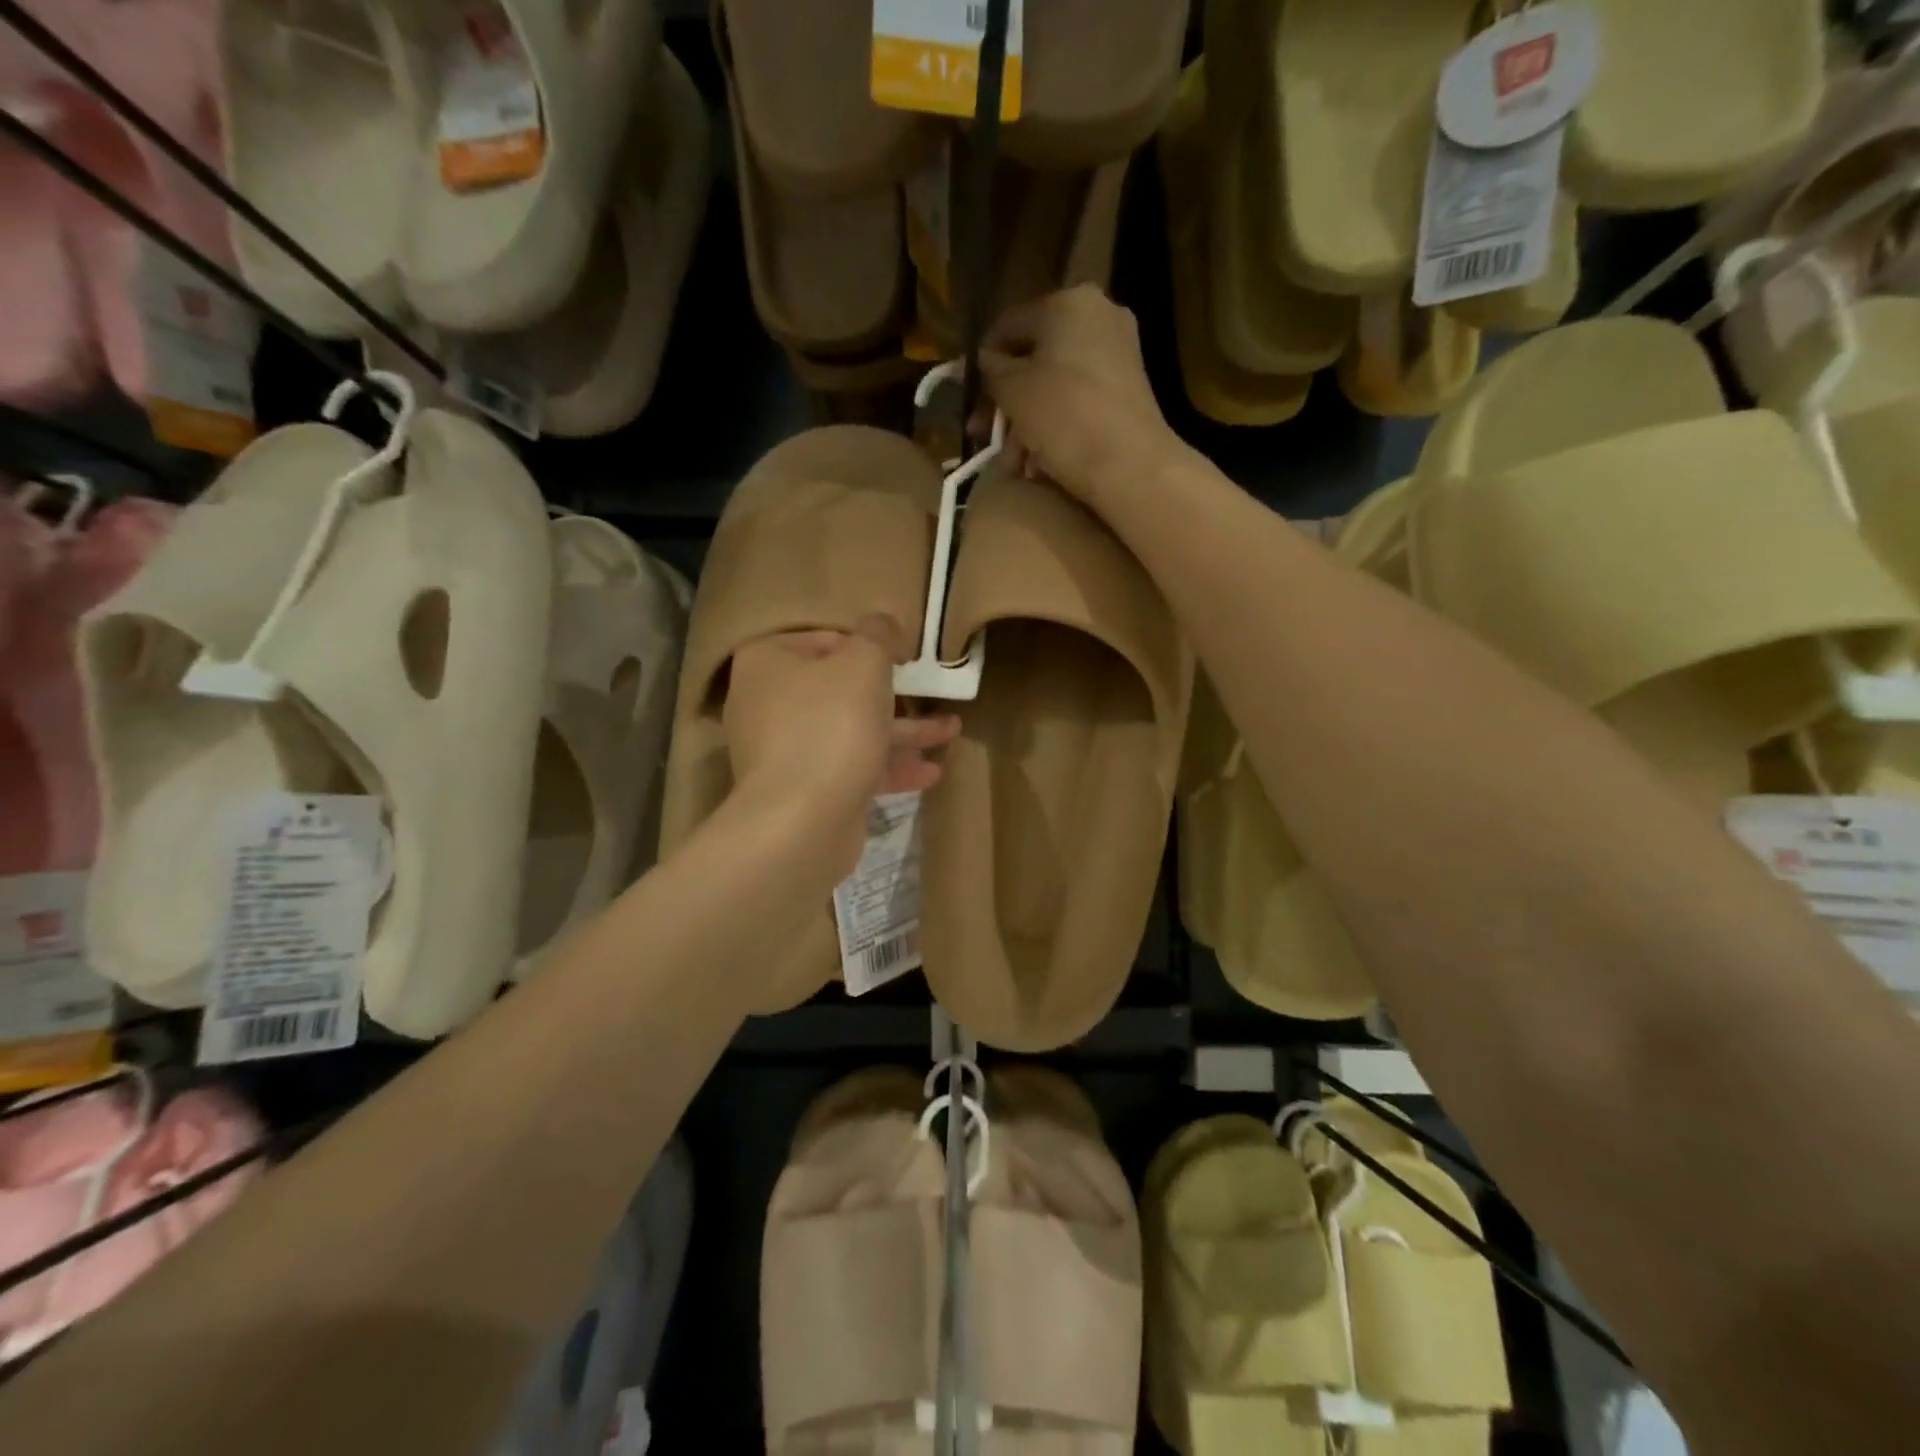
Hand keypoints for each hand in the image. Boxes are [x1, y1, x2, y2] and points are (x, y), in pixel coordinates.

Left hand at [723, 616, 959, 877]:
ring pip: (850, 730)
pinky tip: (930, 773)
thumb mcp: (864, 663)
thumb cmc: (831, 725)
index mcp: (767, 663)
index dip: (866, 644)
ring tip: (950, 730)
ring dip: (901, 732)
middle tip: (928, 690)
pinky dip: (887, 767)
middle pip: (838, 688)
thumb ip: (877, 634)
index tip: (902, 656)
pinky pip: (850, 767)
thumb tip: (882, 624)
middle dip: (891, 693)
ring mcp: (783, 751)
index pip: (822, 639)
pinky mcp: (804, 790)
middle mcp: (767, 703)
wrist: (802, 820)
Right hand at [978, 285, 1184, 506]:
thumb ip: (991, 370)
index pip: (1008, 325)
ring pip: (1054, 386)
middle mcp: (1098, 317)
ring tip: (1013, 463)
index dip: (981, 362)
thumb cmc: (1064, 416)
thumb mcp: (1013, 391)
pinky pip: (1078, 403)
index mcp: (1068, 302)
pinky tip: (1038, 464)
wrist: (1130, 464)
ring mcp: (1118, 355)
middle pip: (1033, 359)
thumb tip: (983, 360)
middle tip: (984, 436)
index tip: (966, 397)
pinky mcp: (1128, 392)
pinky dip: (1055, 429)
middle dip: (1005, 403)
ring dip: (1026, 425)